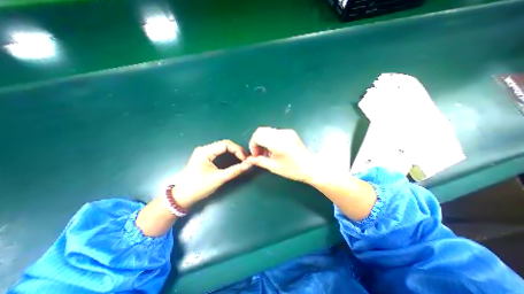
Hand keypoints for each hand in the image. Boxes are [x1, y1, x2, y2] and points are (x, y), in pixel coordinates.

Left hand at [174, 140, 252, 208]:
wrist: (181, 197)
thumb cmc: (198, 187)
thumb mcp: (218, 179)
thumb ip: (234, 171)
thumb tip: (249, 164)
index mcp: (205, 151)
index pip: (226, 144)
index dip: (238, 150)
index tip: (245, 159)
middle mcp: (204, 149)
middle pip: (225, 144)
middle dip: (237, 150)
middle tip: (246, 159)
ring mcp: (204, 153)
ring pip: (223, 148)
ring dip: (233, 152)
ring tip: (242, 159)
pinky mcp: (205, 157)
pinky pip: (220, 152)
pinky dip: (229, 155)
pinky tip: (234, 159)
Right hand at [245, 127, 314, 182]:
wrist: (311, 167)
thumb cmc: (293, 170)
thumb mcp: (274, 167)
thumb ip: (260, 161)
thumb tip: (249, 159)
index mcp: (278, 143)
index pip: (257, 136)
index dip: (253, 145)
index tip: (256, 155)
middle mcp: (282, 134)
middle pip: (261, 130)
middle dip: (256, 141)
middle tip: (260, 153)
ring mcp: (287, 132)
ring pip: (267, 130)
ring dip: (263, 140)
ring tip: (267, 152)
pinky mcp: (290, 132)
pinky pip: (274, 132)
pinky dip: (270, 139)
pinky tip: (274, 149)